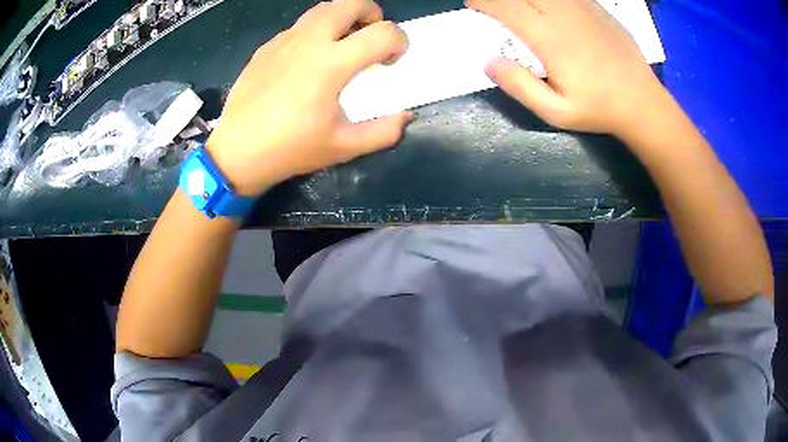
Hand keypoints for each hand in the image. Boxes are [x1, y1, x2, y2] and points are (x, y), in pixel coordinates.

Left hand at [207, 0, 411, 195]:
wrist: (236, 152)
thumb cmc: (290, 150)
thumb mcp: (343, 147)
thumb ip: (383, 131)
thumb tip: (404, 116)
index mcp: (332, 63)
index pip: (384, 33)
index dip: (400, 42)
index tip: (391, 61)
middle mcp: (309, 41)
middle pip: (351, 2)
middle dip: (372, 13)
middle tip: (370, 37)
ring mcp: (284, 40)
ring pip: (323, 9)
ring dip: (343, 18)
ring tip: (342, 44)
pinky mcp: (266, 47)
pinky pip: (299, 27)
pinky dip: (316, 32)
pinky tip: (308, 61)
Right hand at [467, 0, 670, 139]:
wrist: (642, 103)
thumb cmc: (599, 109)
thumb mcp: (556, 112)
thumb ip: (521, 87)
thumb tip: (489, 62)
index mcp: (550, 38)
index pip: (507, 7)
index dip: (485, 2)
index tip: (473, 4)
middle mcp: (564, 15)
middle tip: (494, 5)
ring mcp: (583, 9)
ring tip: (519, 6)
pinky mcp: (598, 9)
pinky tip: (549, 7)